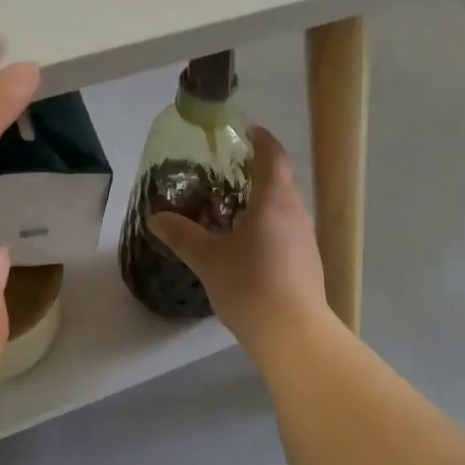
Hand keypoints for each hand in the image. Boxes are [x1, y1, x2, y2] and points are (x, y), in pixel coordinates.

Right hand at [149, 127, 331, 353]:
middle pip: (280, 182)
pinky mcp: (308, 263)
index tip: (247, 131)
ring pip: (284, 209)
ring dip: (263, 202)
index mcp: (274, 201)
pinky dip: (269, 226)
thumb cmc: (249, 284)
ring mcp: (306, 239)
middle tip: (229, 173)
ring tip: (234, 209)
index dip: (261, 140)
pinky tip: (249, 246)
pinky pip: (287, 231)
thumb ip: (182, 235)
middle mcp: (296, 213)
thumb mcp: (207, 258)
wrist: (292, 332)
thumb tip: (156, 218)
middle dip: (257, 173)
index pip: (273, 157)